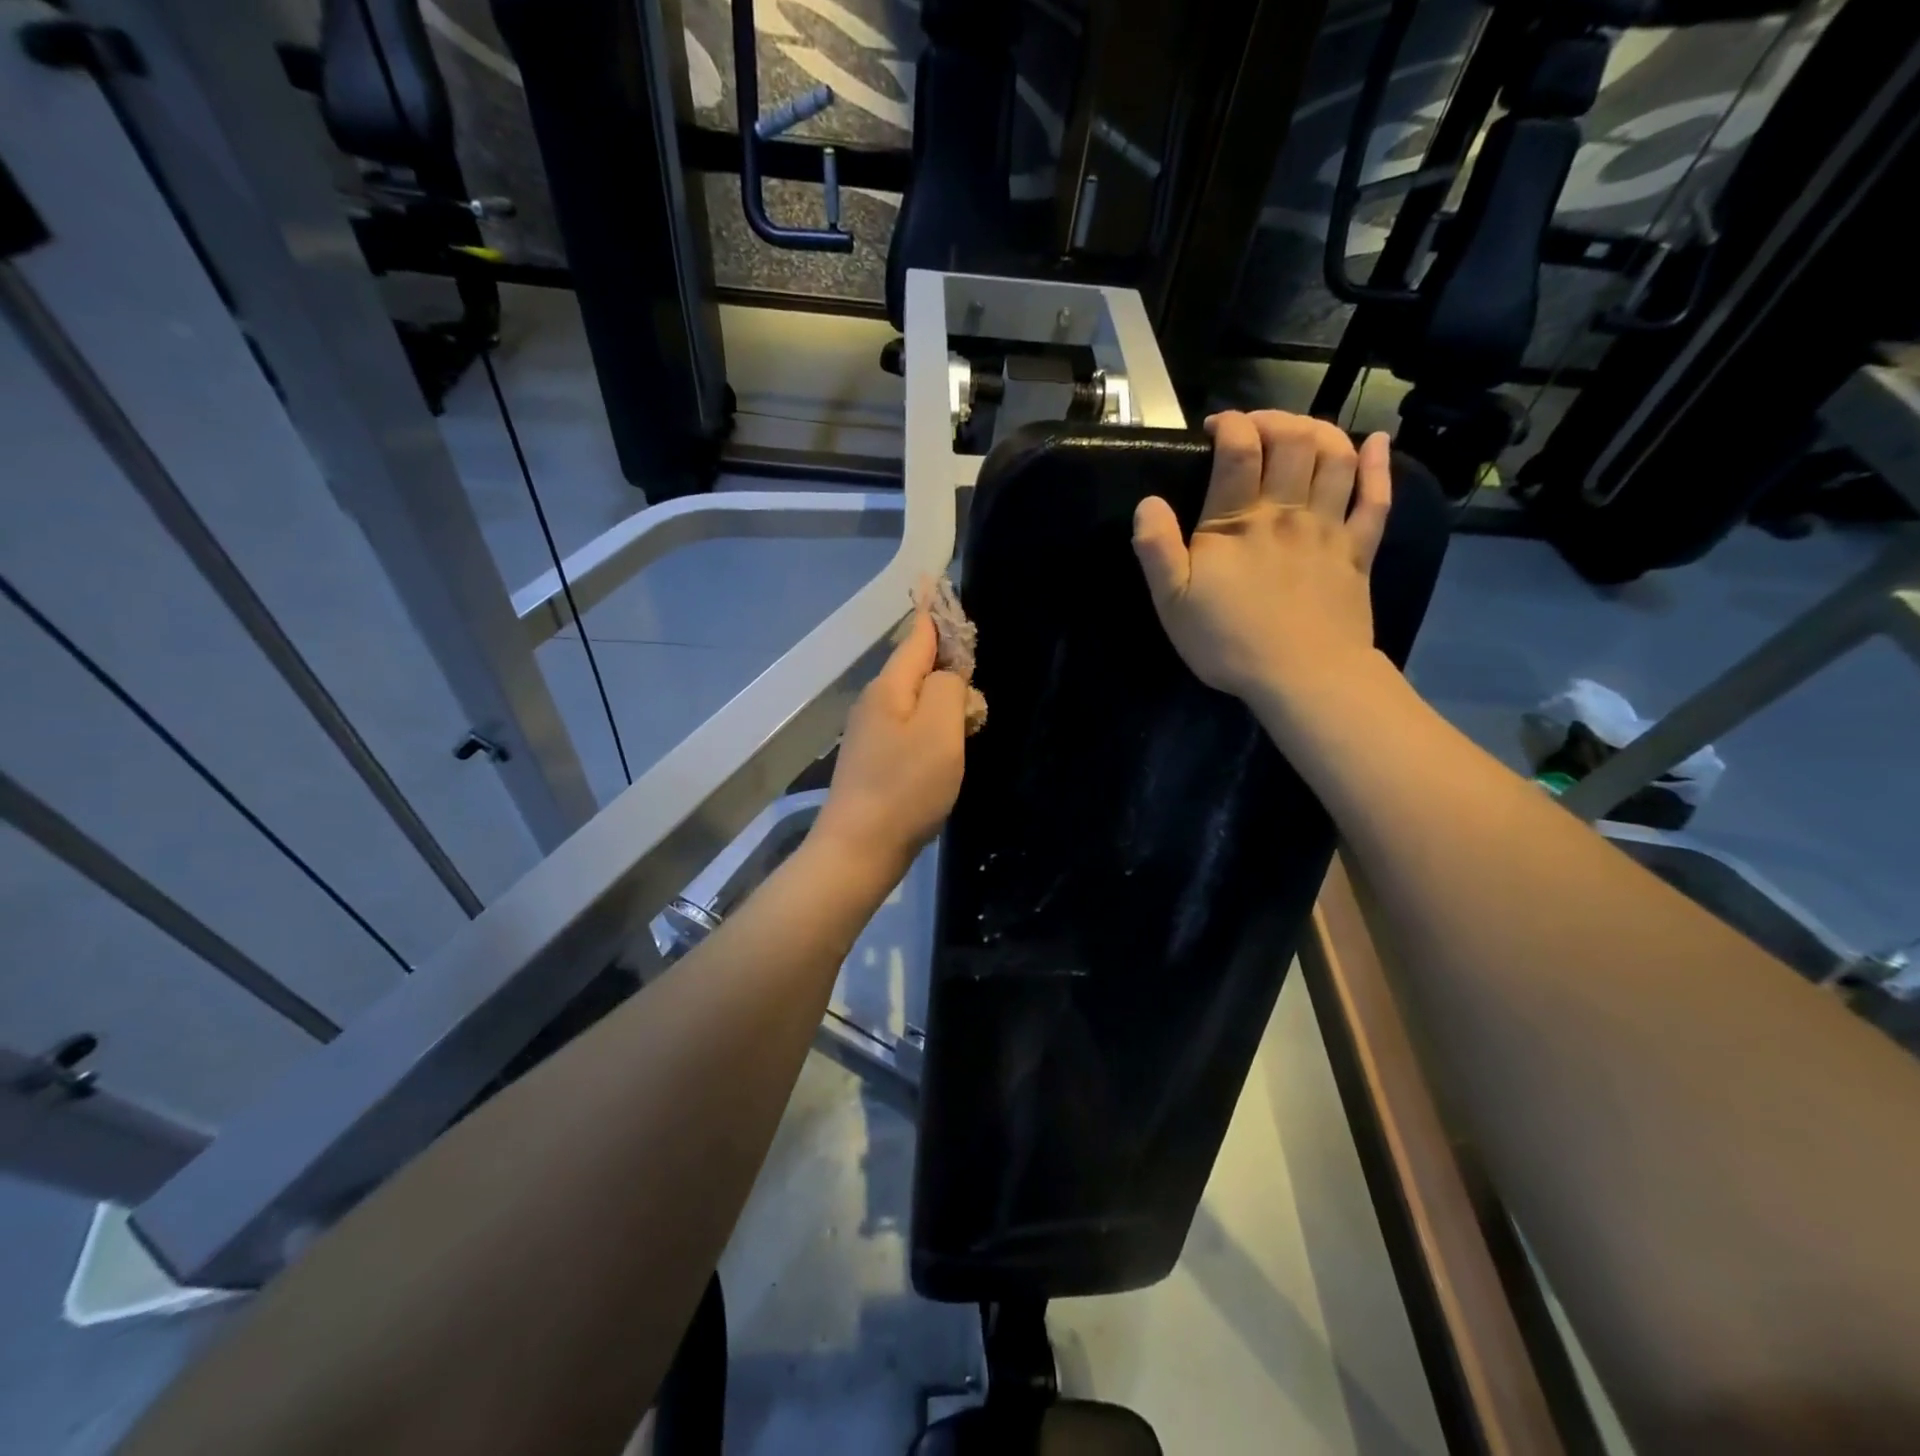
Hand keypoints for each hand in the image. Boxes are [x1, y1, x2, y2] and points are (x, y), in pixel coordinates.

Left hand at [812, 612, 968, 878]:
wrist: (860, 848)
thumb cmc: (906, 786)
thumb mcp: (940, 729)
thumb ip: (949, 688)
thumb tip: (949, 675)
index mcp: (889, 686)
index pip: (918, 637)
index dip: (939, 617)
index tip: (950, 594)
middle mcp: (876, 703)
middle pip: (918, 669)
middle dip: (951, 671)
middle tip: (978, 694)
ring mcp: (871, 734)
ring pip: (917, 703)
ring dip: (945, 706)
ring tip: (970, 724)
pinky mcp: (875, 762)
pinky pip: (911, 731)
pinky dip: (934, 732)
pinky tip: (947, 753)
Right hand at [1132, 410, 1391, 712]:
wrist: (1303, 677)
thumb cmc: (1229, 642)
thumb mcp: (1172, 603)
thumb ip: (1156, 550)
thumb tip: (1148, 502)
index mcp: (1237, 523)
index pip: (1239, 450)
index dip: (1230, 425)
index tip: (1215, 426)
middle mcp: (1287, 512)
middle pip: (1293, 440)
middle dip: (1274, 418)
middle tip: (1255, 426)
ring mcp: (1329, 529)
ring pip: (1335, 458)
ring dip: (1320, 431)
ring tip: (1301, 430)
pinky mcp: (1358, 551)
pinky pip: (1375, 498)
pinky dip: (1378, 465)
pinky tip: (1376, 443)